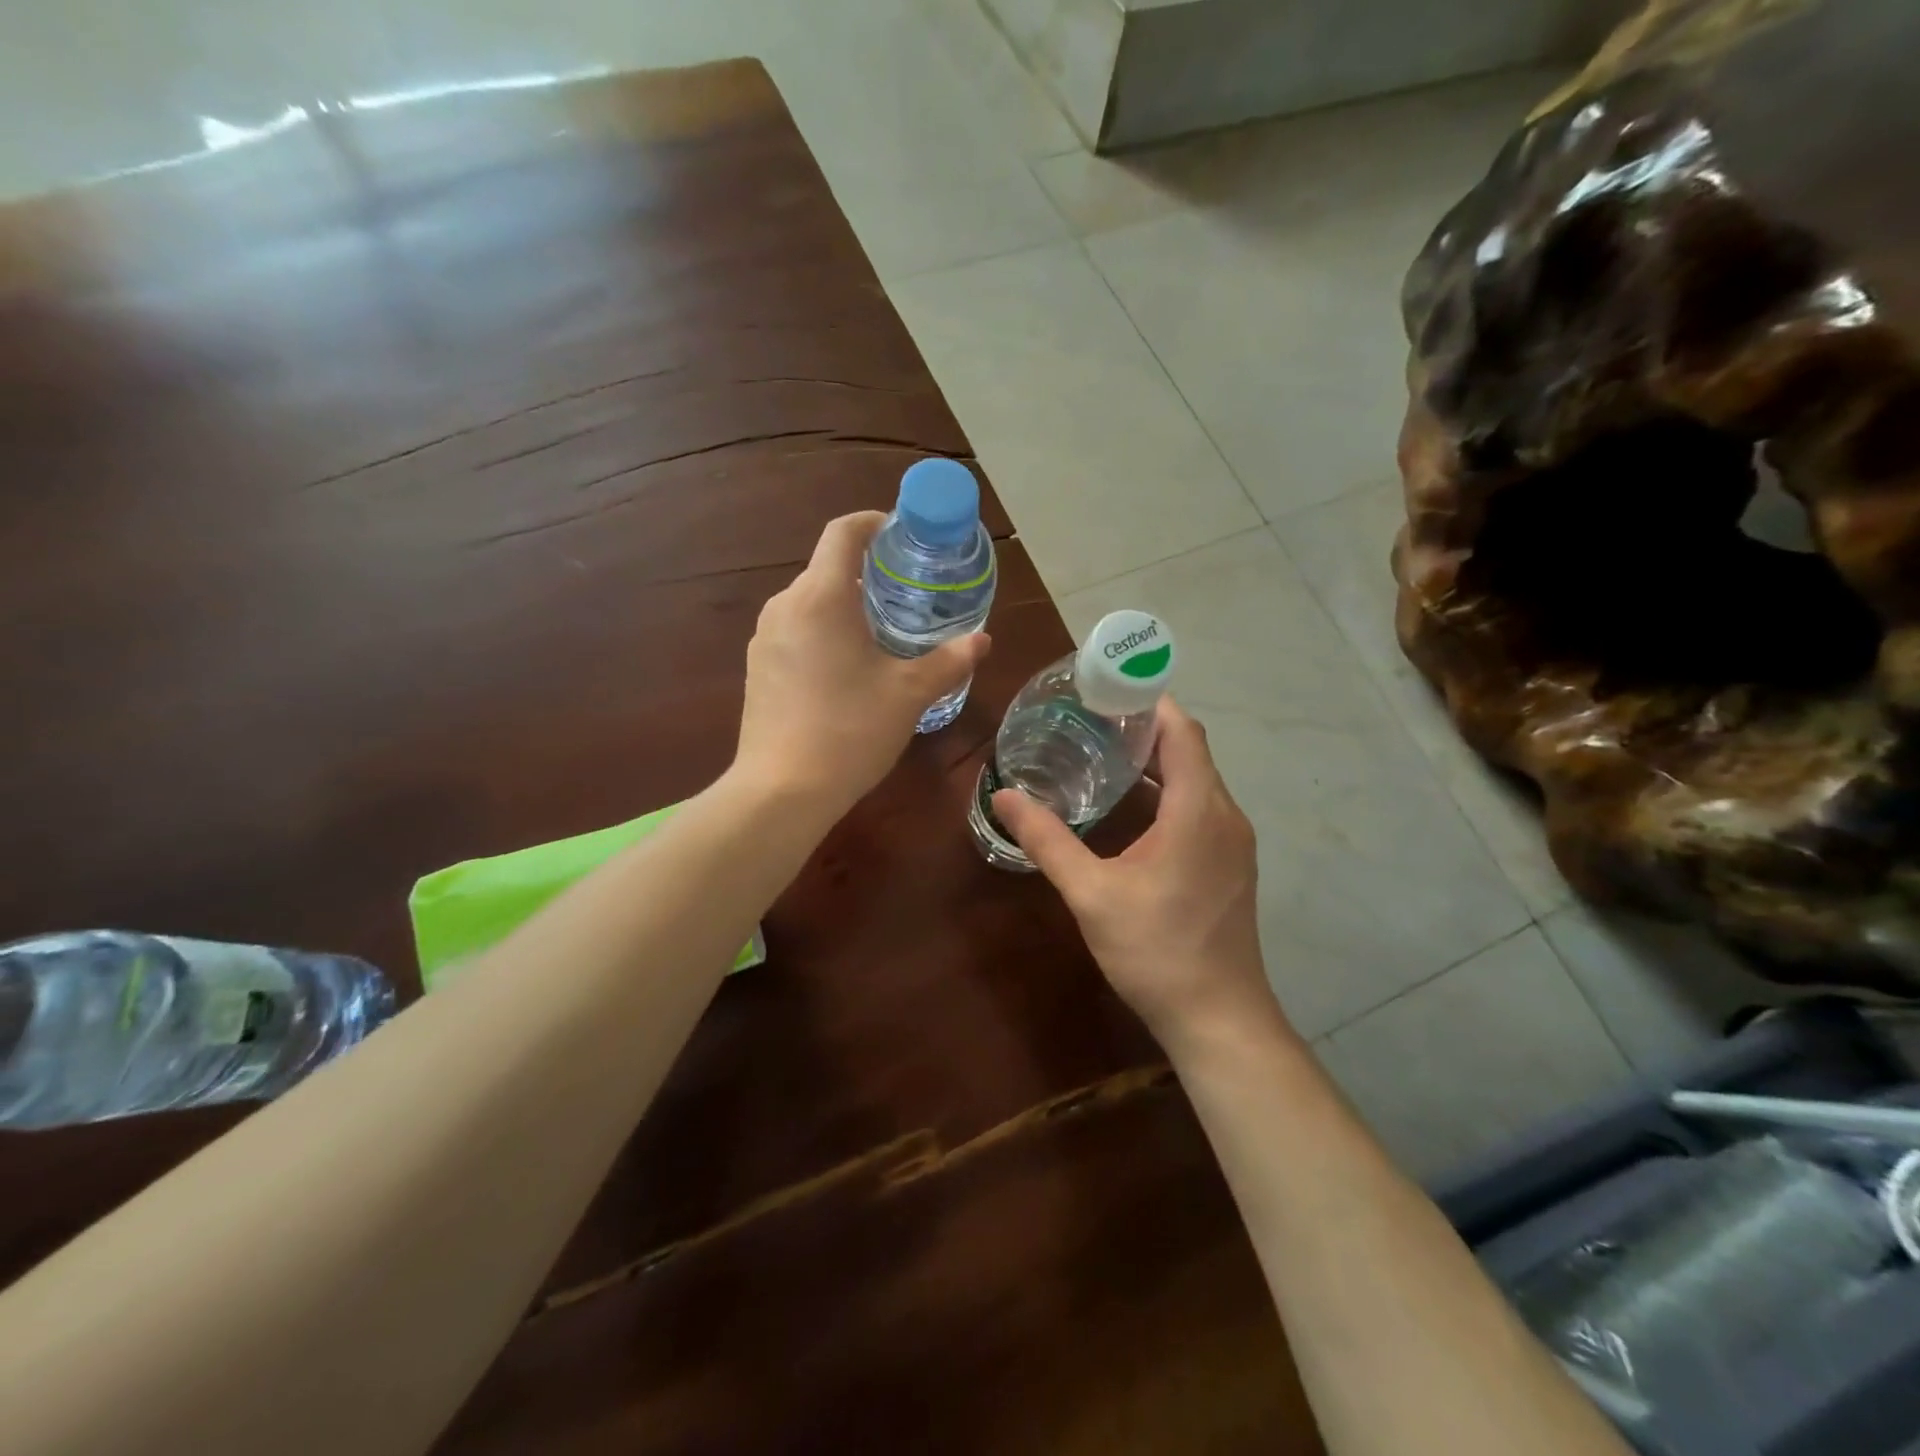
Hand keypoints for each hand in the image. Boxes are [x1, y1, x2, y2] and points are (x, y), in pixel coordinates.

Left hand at [736, 512, 989, 814]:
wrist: (782, 791)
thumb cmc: (850, 730)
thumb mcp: (909, 694)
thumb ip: (948, 661)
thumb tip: (982, 640)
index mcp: (821, 596)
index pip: (843, 532)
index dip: (875, 523)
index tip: (903, 535)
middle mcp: (785, 605)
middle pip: (828, 568)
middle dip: (869, 572)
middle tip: (909, 594)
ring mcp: (765, 638)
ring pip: (811, 602)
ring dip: (846, 606)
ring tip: (883, 633)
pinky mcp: (758, 668)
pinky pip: (796, 632)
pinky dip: (825, 633)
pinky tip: (848, 669)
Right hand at [991, 698, 1283, 1050]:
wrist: (1219, 1019)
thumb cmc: (1157, 951)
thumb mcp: (1092, 894)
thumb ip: (1048, 841)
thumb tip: (1005, 797)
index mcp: (1199, 811)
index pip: (1183, 731)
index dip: (1149, 702)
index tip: (1106, 690)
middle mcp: (1225, 815)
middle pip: (1191, 750)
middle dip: (1145, 728)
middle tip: (1090, 720)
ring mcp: (1234, 842)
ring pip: (1198, 780)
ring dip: (1157, 762)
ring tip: (1103, 754)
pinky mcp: (1231, 864)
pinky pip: (1202, 807)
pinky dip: (1170, 791)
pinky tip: (1131, 809)